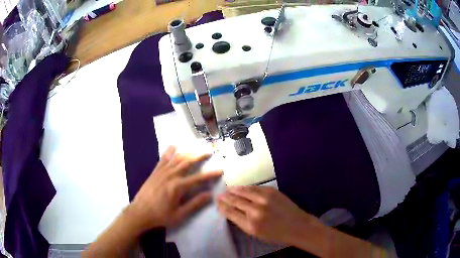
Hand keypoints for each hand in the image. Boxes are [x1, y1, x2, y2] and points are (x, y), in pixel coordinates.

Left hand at [129, 146, 221, 231]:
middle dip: (199, 156)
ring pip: (177, 158)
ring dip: (188, 152)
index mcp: (178, 187)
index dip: (210, 174)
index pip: (198, 178)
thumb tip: (209, 195)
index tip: (220, 170)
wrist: (140, 212)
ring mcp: (162, 172)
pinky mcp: (155, 171)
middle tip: (209, 151)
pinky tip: (174, 146)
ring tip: (196, 147)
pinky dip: (169, 151)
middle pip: (188, 162)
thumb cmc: (160, 215)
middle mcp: (171, 175)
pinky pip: (163, 158)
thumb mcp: (180, 214)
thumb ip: (195, 204)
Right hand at [217, 186, 321, 244]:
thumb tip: (231, 212)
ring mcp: (264, 199)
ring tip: (227, 189)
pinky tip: (241, 187)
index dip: (222, 206)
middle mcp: (255, 211)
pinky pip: (254, 188)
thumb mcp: (256, 234)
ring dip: (234, 189)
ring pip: (244, 191)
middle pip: (235, 201)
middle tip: (219, 195)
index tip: (217, 203)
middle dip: (225, 197)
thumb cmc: (276, 234)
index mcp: (250, 224)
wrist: (297, 226)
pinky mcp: (272, 191)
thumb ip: (242, 222)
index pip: (230, 212)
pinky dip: (246, 187)